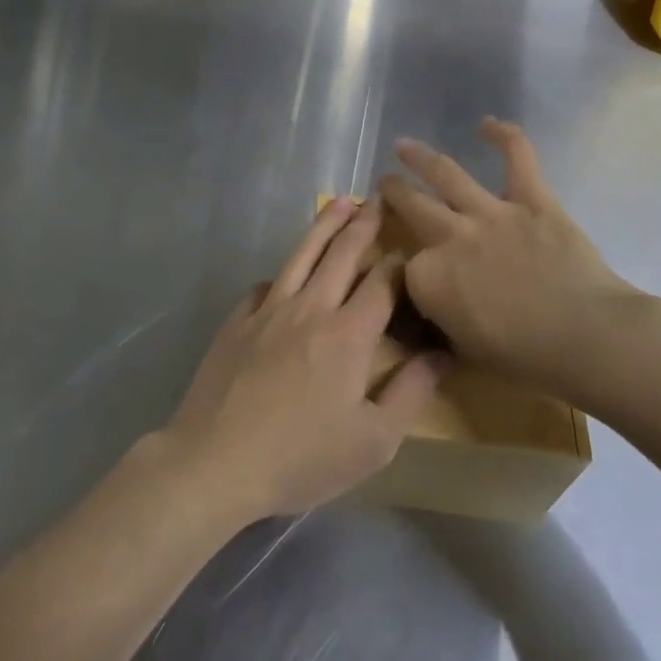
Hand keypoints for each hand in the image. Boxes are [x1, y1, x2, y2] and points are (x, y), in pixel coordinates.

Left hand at [158, 198, 447, 525]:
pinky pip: (264, 286)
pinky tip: (283, 276)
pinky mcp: (236, 321)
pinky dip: (281, 274)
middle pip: (341, 254)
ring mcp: (268, 310)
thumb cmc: (302, 458)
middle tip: (376, 199)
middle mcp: (309, 308)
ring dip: (323, 226)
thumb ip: (412, 391)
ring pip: (301, 255)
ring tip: (339, 203)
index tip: (411, 248)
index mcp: (348, 334)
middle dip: (363, 224)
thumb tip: (444, 352)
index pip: (381, 282)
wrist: (216, 461)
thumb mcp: (373, 441)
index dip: (399, 262)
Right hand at [380, 119, 660, 404]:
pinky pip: (518, 158)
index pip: (405, 267)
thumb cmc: (525, 357)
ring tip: (404, 145)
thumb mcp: (464, 349)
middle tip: (385, 182)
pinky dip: (505, 137)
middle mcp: (451, 236)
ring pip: (446, 174)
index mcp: (430, 277)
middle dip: (393, 192)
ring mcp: (491, 212)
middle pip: (411, 205)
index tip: (409, 271)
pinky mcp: (532, 200)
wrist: (586, 336)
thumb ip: (441, 320)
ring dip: (421, 157)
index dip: (406, 269)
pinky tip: (488, 124)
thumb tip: (433, 308)